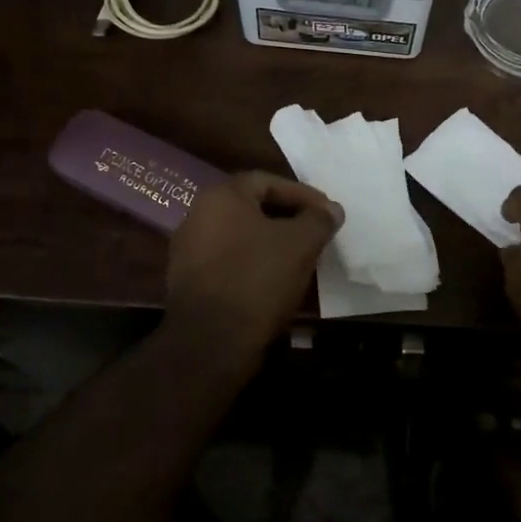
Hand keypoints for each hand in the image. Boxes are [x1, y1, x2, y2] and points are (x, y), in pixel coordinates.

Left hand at [167, 171, 341, 358]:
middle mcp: (198, 216)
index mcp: (221, 197)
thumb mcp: (300, 244)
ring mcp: (188, 250)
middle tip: (315, 232)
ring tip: (300, 257)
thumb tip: (331, 210)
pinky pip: (229, 261)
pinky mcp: (189, 282)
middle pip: (252, 207)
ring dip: (271, 242)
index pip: (267, 181)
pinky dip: (254, 264)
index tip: (326, 212)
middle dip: (287, 217)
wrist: (211, 340)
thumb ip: (319, 220)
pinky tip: (275, 281)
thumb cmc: (258, 278)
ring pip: (240, 236)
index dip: (302, 194)